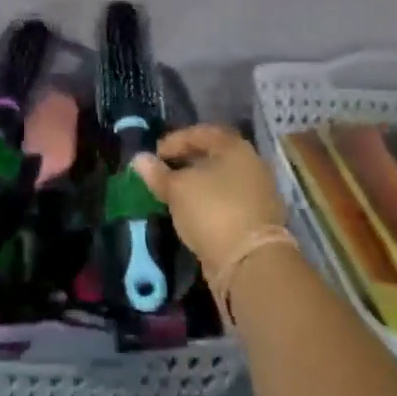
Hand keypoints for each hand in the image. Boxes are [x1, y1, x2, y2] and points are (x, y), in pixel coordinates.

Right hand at [131, 124, 287, 275]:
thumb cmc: (212, 211)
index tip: (155, 155)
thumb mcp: (177, 189)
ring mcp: (257, 193)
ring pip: (220, 180)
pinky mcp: (256, 219)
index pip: (202, 133)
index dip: (175, 140)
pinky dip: (208, 201)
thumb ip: (157, 173)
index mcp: (235, 148)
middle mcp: (251, 165)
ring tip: (173, 194)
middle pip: (213, 156)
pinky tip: (191, 212)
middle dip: (185, 161)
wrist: (251, 262)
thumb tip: (139, 158)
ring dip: (196, 184)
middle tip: (162, 172)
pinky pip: (226, 200)